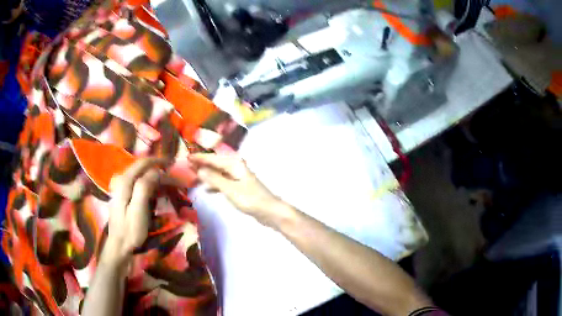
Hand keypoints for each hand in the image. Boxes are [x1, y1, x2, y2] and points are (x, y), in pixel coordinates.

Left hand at [103, 157, 167, 264]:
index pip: (144, 163)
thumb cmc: (130, 231)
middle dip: (159, 169)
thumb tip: (155, 171)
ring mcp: (122, 188)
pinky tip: (155, 191)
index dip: (159, 161)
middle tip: (174, 178)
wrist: (119, 246)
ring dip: (155, 177)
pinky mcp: (124, 196)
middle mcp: (122, 181)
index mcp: (125, 182)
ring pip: (141, 175)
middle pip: (142, 168)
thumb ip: (144, 187)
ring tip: (168, 184)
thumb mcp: (138, 211)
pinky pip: (139, 184)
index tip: (174, 165)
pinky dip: (150, 184)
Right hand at [189, 153, 289, 226]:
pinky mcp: (239, 188)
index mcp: (234, 164)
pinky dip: (214, 184)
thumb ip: (214, 179)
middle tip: (187, 166)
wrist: (269, 211)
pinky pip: (223, 183)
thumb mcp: (230, 189)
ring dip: (207, 175)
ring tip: (193, 177)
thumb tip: (199, 169)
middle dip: (202, 165)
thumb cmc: (250, 199)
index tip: (186, 157)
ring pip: (218, 173)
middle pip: (215, 164)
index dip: (200, 158)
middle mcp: (236, 168)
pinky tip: (207, 190)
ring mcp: (238, 178)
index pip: (213, 158)